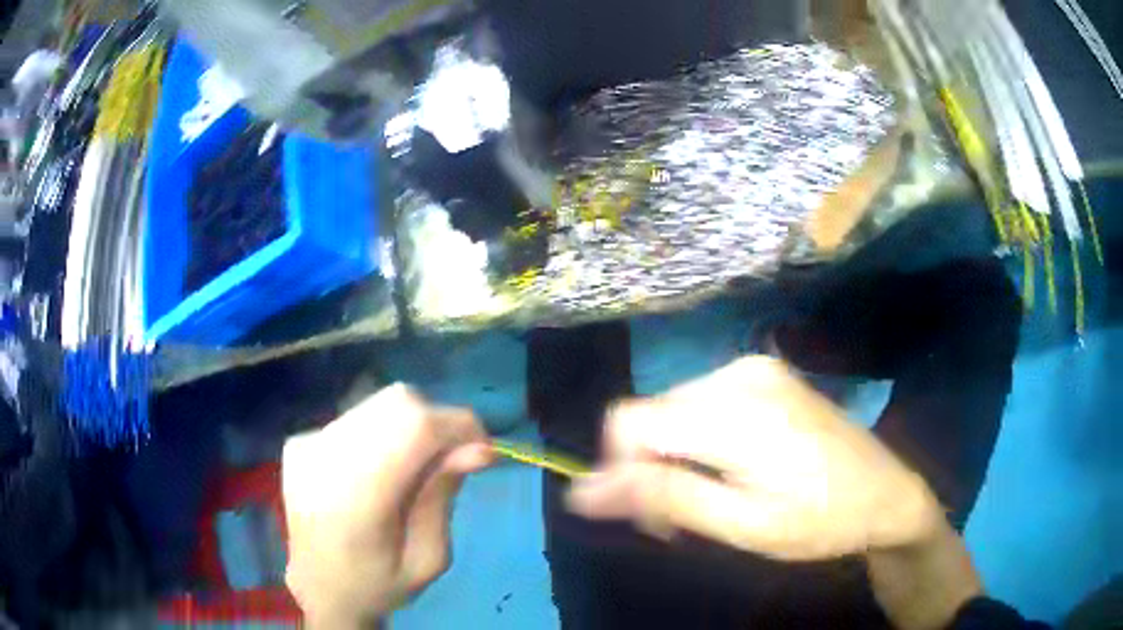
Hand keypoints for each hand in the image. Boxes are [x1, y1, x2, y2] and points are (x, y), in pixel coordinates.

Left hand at [282, 384, 492, 627]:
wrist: (319, 589)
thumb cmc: (379, 585)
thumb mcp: (428, 558)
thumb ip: (444, 497)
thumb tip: (479, 448)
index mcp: (357, 500)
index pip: (416, 427)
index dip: (459, 426)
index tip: (482, 450)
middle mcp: (325, 458)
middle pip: (398, 403)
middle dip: (438, 423)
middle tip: (451, 461)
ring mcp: (307, 444)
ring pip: (378, 404)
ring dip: (411, 426)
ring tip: (414, 468)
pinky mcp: (300, 441)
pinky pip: (357, 418)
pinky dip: (383, 433)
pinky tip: (379, 470)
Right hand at [567, 356, 943, 560]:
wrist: (886, 493)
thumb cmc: (819, 520)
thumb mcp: (742, 525)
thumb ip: (664, 499)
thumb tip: (582, 491)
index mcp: (735, 410)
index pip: (628, 422)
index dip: (619, 469)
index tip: (650, 514)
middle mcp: (738, 372)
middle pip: (650, 416)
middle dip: (651, 468)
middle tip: (685, 519)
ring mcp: (754, 367)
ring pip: (673, 410)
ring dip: (674, 456)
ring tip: (712, 497)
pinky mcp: (764, 374)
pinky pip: (701, 403)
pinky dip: (698, 440)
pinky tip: (729, 468)